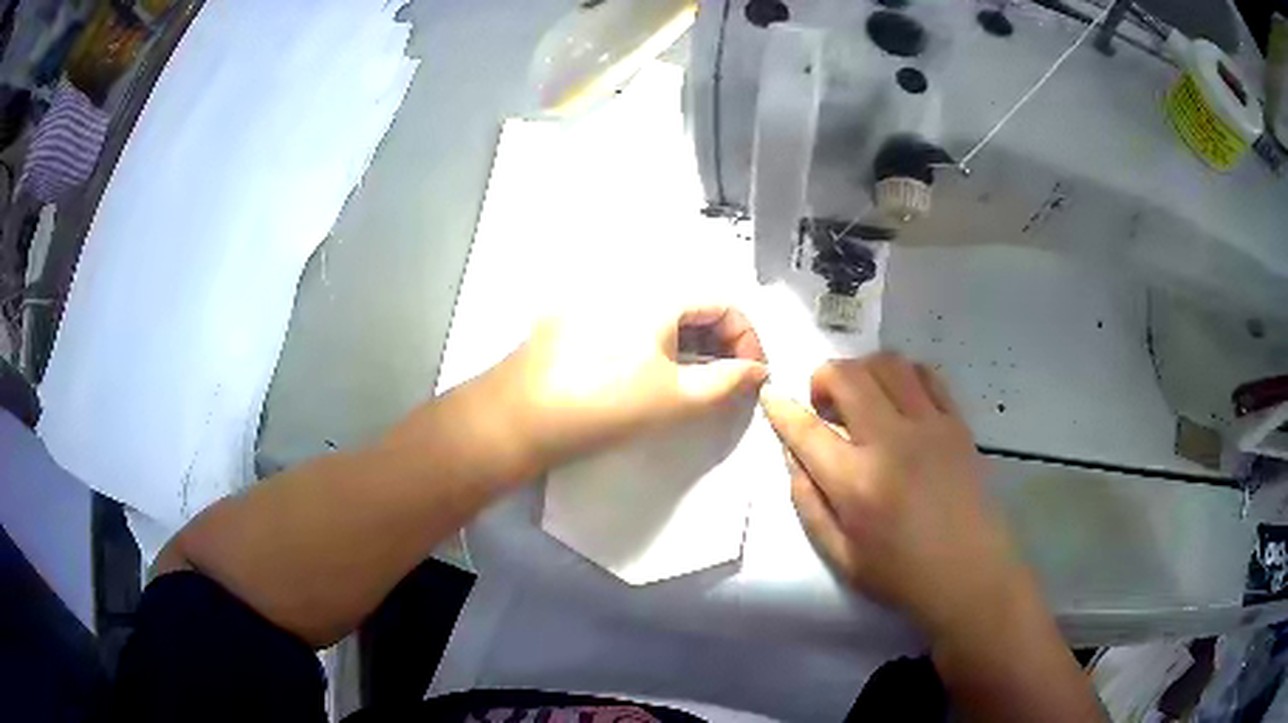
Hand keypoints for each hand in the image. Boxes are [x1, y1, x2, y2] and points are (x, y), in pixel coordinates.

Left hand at [484, 303, 768, 474]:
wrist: (519, 417)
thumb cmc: (606, 404)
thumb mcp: (676, 398)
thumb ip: (728, 382)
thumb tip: (757, 371)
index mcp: (659, 293)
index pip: (725, 304)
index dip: (747, 339)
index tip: (751, 376)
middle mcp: (630, 284)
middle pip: (692, 305)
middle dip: (719, 343)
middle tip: (725, 383)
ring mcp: (598, 298)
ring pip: (660, 315)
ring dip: (688, 345)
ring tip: (693, 383)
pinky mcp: (575, 317)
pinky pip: (631, 322)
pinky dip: (654, 344)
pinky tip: (649, 374)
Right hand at [759, 353, 1029, 639]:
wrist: (971, 574)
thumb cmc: (901, 574)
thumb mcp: (840, 555)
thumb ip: (809, 503)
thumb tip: (793, 456)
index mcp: (857, 482)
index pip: (806, 429)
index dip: (780, 408)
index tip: (771, 396)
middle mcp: (892, 441)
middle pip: (848, 376)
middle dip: (822, 378)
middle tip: (824, 405)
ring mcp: (930, 426)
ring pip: (888, 363)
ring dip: (863, 370)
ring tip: (862, 398)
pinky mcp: (957, 423)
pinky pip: (927, 375)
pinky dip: (904, 376)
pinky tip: (900, 400)